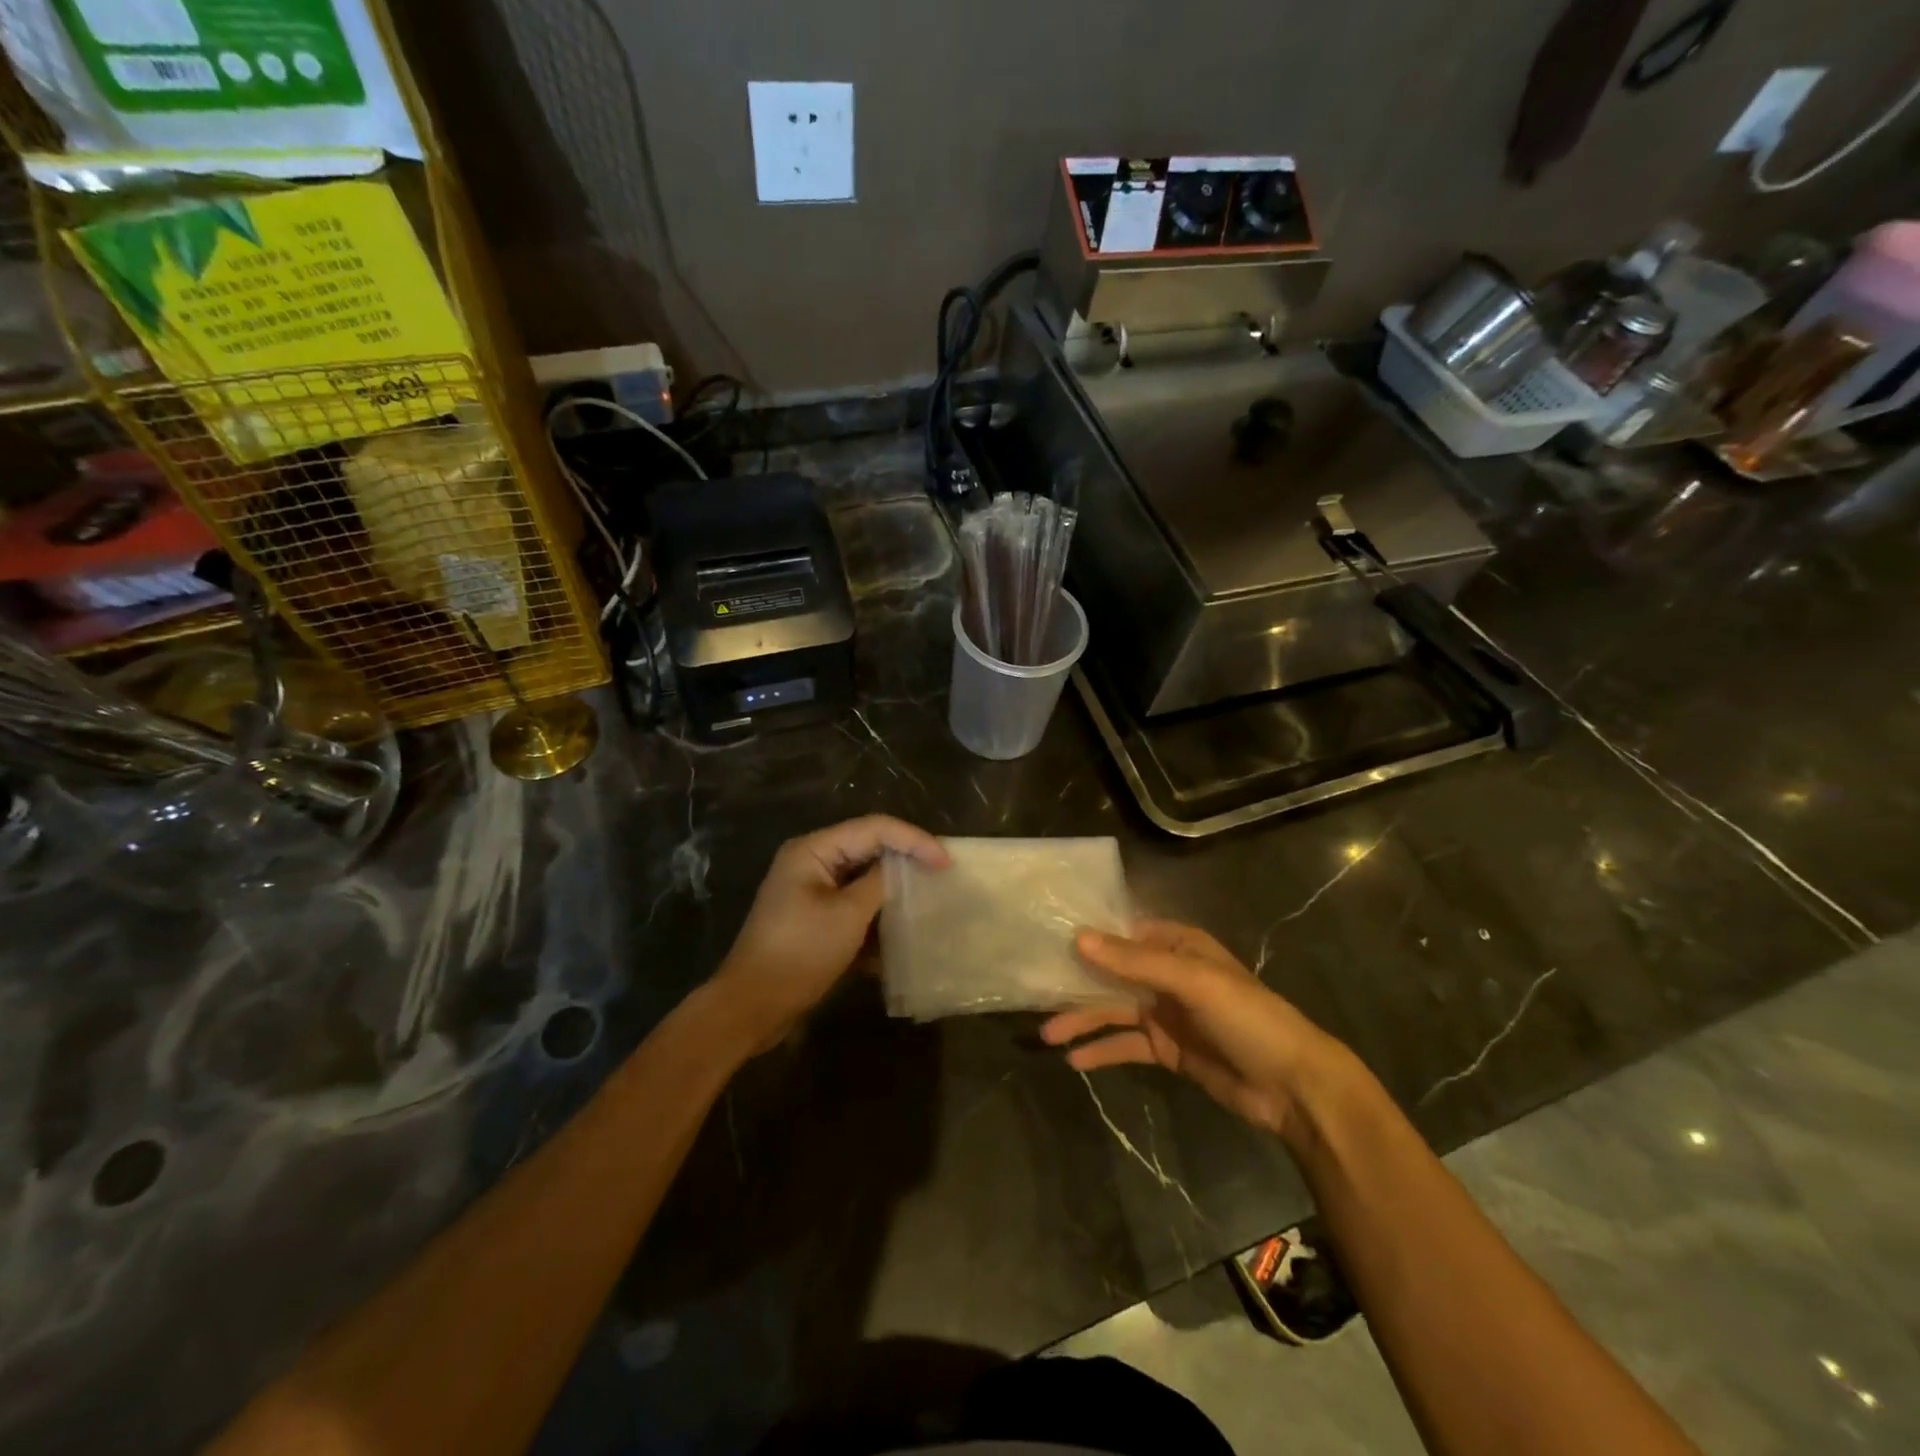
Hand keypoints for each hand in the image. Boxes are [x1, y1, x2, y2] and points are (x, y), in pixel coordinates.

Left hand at [715, 815, 947, 1047]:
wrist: (752, 1006)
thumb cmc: (799, 953)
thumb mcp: (848, 915)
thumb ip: (880, 883)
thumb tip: (905, 868)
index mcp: (814, 850)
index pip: (874, 828)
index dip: (914, 840)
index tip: (946, 862)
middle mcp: (812, 862)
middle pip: (869, 848)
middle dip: (906, 861)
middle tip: (943, 874)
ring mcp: (812, 891)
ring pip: (864, 880)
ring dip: (894, 891)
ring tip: (930, 900)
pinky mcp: (815, 919)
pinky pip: (854, 906)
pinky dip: (877, 916)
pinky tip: (901, 935)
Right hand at [1040, 919, 1352, 1139]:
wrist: (1293, 1086)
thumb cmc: (1246, 1017)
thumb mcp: (1192, 982)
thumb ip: (1135, 962)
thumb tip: (1078, 938)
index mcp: (1178, 945)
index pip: (1123, 933)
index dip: (1087, 936)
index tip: (1046, 940)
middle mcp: (1167, 973)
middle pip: (1112, 973)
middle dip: (1076, 983)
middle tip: (1035, 992)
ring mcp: (1166, 1012)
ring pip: (1113, 1010)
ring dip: (1082, 1020)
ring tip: (1046, 1034)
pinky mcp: (1167, 1049)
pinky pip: (1126, 1044)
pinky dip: (1102, 1050)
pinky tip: (1075, 1060)